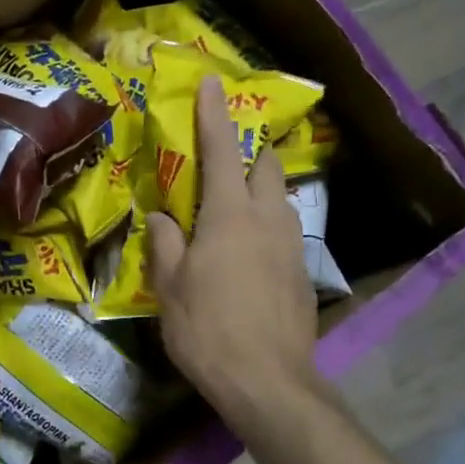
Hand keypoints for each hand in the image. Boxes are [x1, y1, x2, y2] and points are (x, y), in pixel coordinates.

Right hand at [147, 76, 318, 432]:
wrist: (268, 381)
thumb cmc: (207, 329)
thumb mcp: (170, 286)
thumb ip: (166, 243)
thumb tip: (163, 217)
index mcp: (229, 216)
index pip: (221, 150)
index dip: (215, 114)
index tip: (214, 82)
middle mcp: (268, 219)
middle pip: (266, 165)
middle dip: (249, 148)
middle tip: (226, 151)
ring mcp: (291, 245)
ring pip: (281, 197)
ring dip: (261, 186)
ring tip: (236, 199)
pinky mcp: (302, 272)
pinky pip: (286, 229)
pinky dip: (268, 221)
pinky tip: (250, 247)